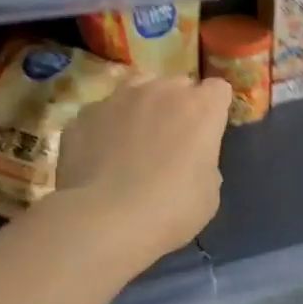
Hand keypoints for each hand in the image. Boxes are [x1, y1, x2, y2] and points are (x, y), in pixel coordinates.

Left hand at [55, 76, 232, 262]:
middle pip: (178, 84)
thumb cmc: (171, 209)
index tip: (208, 132)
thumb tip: (191, 159)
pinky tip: (100, 156)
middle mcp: (162, 91)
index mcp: (201, 108)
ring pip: (138, 87)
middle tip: (172, 139)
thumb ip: (204, 161)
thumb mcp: (208, 192)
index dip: (214, 109)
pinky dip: (105, 127)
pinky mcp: (85, 114)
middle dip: (179, 105)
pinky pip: (103, 113)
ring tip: (134, 138)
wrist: (105, 219)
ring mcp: (119, 98)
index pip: (218, 89)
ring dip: (142, 106)